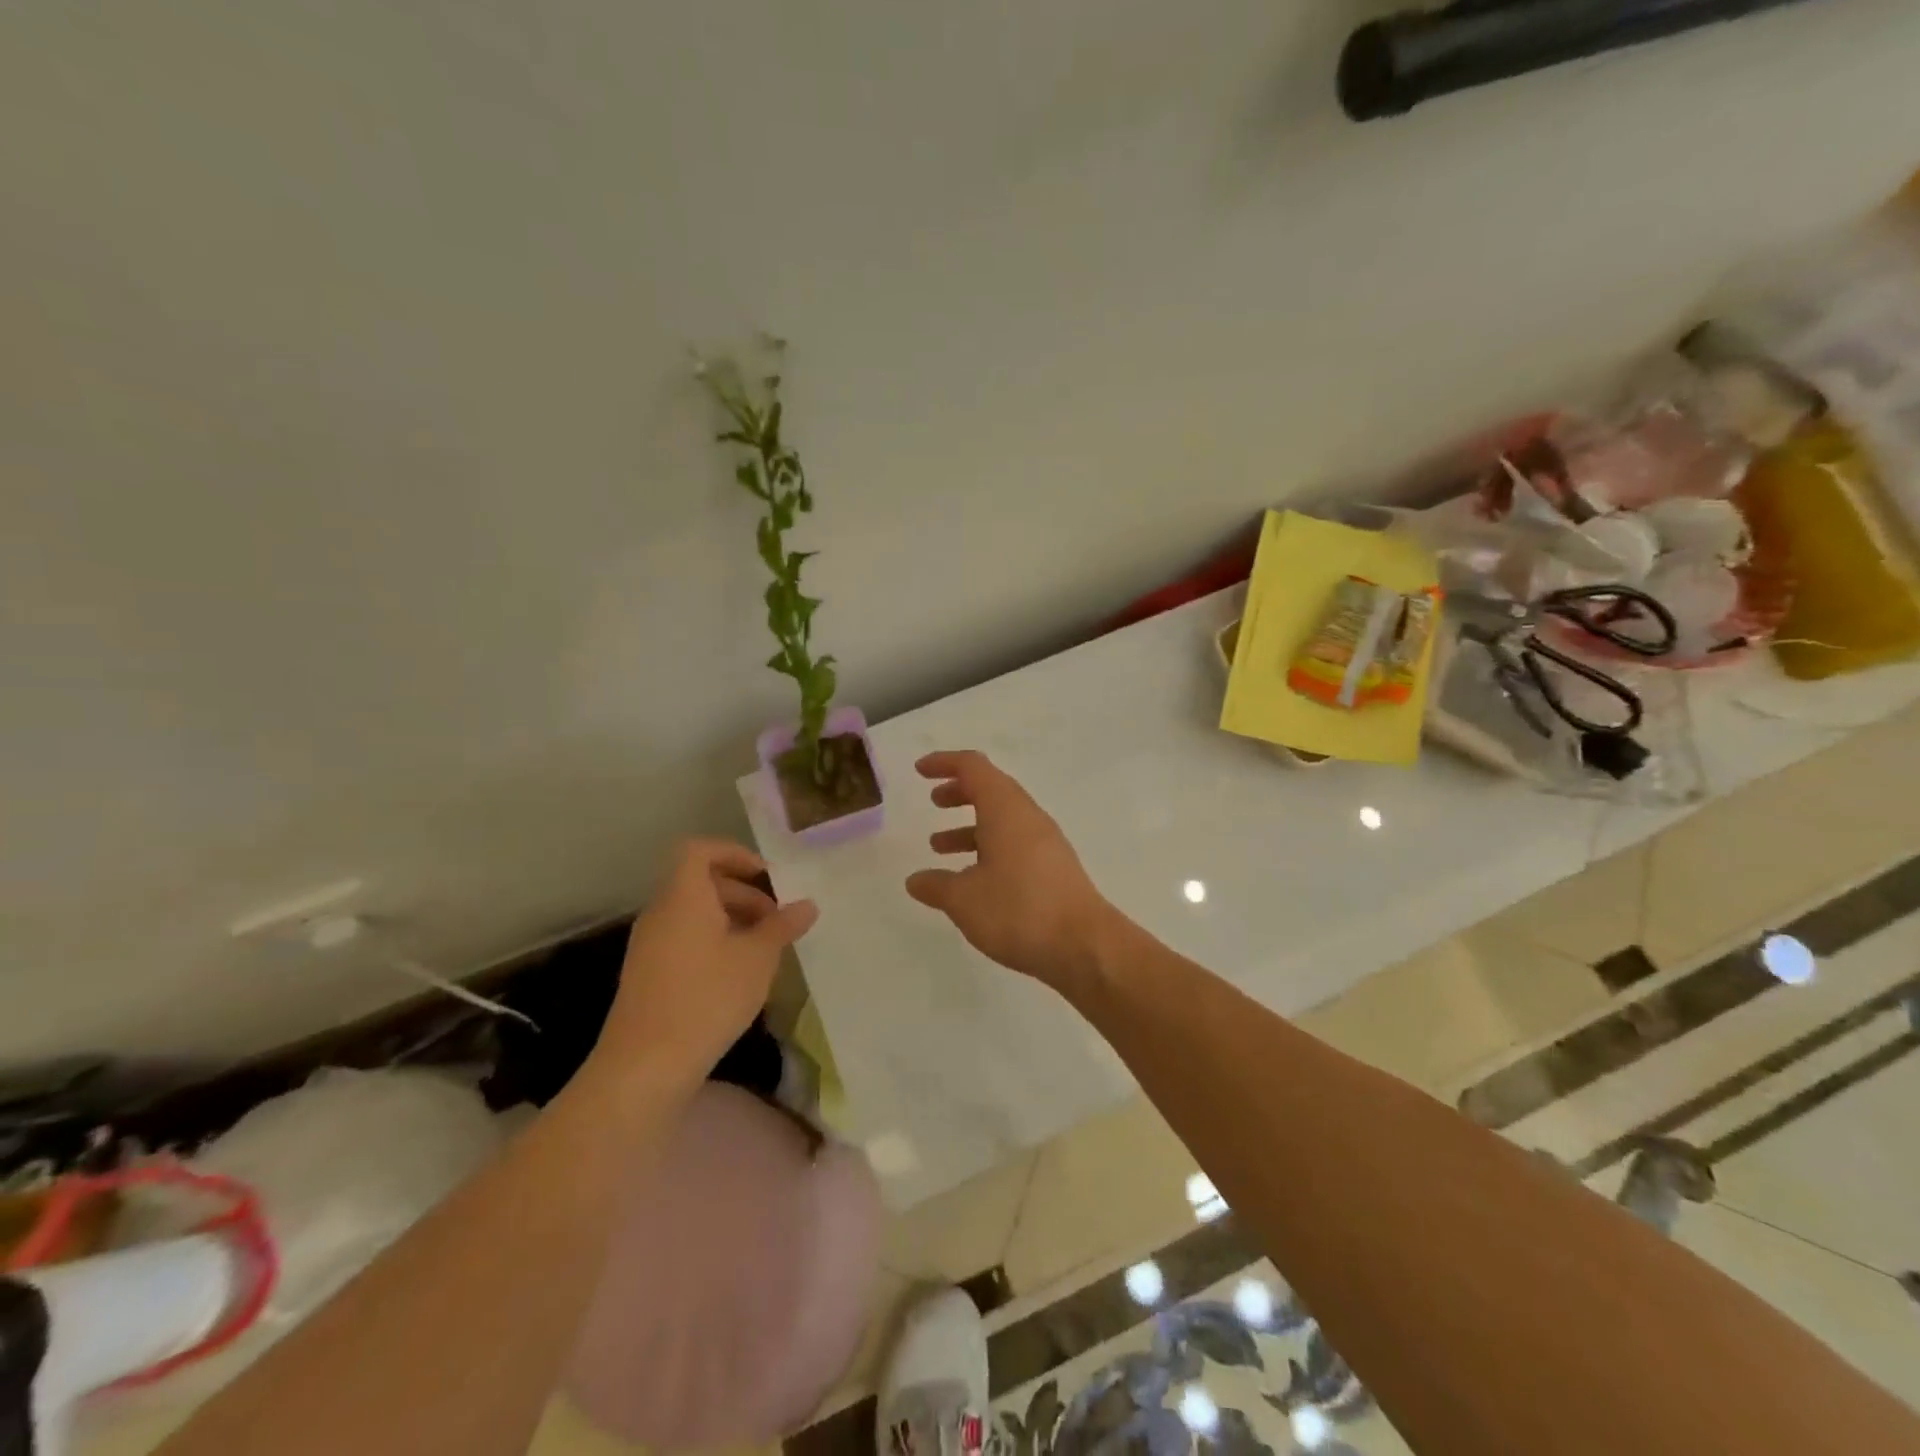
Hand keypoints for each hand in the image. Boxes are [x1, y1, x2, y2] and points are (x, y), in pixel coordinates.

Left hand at [591, 839, 816, 1096]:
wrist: (644, 1067)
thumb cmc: (707, 998)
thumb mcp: (757, 959)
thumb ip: (782, 926)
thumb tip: (807, 905)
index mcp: (683, 897)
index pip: (698, 850)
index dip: (734, 853)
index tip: (766, 876)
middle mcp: (660, 913)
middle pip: (699, 882)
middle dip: (742, 892)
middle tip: (776, 918)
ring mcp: (649, 945)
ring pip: (693, 913)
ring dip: (730, 919)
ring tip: (763, 948)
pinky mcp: (647, 975)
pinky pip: (683, 939)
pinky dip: (712, 942)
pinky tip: (738, 974)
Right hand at [905, 750, 1118, 987]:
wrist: (1085, 946)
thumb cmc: (1019, 910)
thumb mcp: (965, 900)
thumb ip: (937, 886)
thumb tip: (915, 880)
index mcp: (1006, 810)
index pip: (973, 768)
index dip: (944, 763)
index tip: (920, 771)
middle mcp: (1028, 818)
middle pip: (991, 789)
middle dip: (959, 792)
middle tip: (934, 802)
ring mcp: (1046, 843)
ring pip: (1003, 819)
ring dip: (970, 825)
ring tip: (939, 846)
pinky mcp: (1054, 868)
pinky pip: (1015, 843)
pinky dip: (988, 848)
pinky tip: (972, 879)